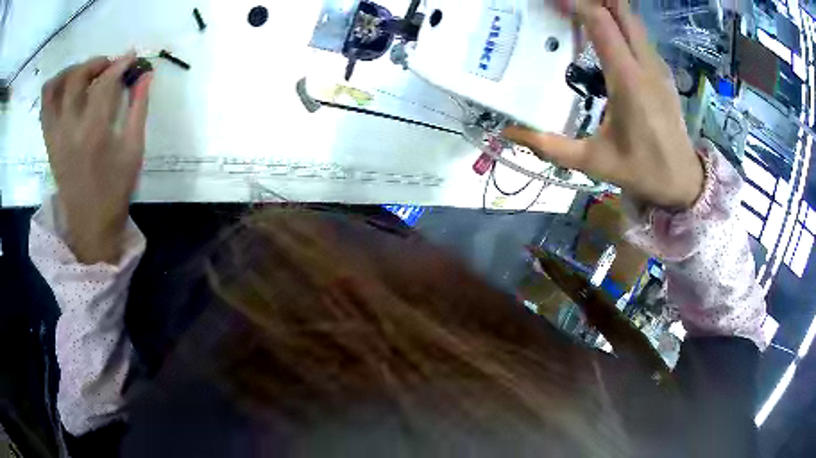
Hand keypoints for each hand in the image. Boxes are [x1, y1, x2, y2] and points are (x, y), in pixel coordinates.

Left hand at [41, 53, 152, 263]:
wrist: (90, 225)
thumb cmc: (115, 190)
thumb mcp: (134, 150)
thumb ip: (138, 108)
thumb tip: (145, 75)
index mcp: (94, 133)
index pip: (105, 83)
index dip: (120, 64)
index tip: (132, 57)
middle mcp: (69, 129)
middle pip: (76, 77)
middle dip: (95, 62)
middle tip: (108, 65)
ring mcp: (55, 136)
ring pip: (53, 88)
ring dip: (70, 71)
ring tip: (84, 74)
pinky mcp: (49, 143)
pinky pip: (44, 107)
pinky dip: (54, 90)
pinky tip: (67, 91)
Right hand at [504, 0, 702, 209]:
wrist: (683, 181)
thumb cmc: (641, 170)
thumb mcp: (593, 162)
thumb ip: (550, 146)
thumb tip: (508, 134)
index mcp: (628, 80)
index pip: (601, 21)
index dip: (575, 3)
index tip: (552, 2)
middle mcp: (645, 63)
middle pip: (621, 9)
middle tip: (566, 4)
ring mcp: (657, 65)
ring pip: (632, 18)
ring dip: (607, 8)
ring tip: (580, 12)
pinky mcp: (662, 71)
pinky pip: (639, 34)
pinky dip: (619, 23)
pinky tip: (604, 34)